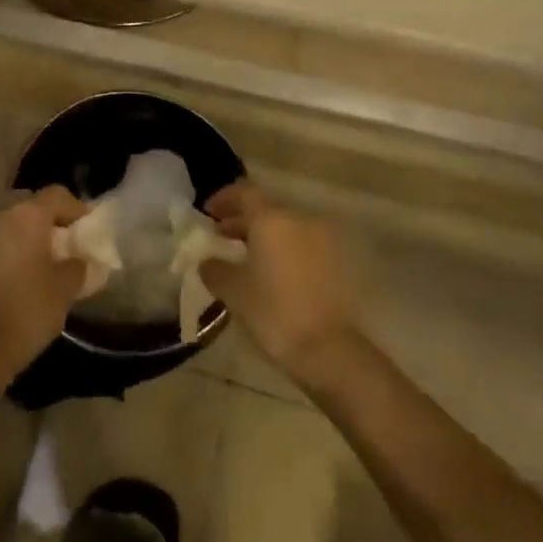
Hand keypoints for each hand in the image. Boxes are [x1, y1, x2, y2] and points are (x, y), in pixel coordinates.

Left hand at [0, 186, 86, 383]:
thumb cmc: (25, 310)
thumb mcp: (64, 290)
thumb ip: (76, 267)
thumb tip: (78, 261)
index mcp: (27, 214)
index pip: (57, 195)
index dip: (76, 208)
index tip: (87, 227)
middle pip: (29, 205)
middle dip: (47, 220)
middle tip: (62, 243)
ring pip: (8, 223)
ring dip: (24, 235)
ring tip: (40, 261)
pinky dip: (7, 250)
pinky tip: (18, 275)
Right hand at [201, 182, 358, 385]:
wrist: (328, 349)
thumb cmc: (274, 313)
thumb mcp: (234, 291)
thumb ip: (215, 269)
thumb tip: (207, 261)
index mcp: (271, 219)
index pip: (244, 192)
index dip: (224, 199)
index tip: (209, 213)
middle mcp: (298, 220)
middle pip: (265, 209)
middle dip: (241, 220)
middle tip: (221, 237)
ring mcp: (321, 239)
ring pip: (285, 227)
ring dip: (263, 235)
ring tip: (244, 257)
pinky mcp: (335, 261)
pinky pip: (301, 244)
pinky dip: (283, 249)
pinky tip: (271, 272)